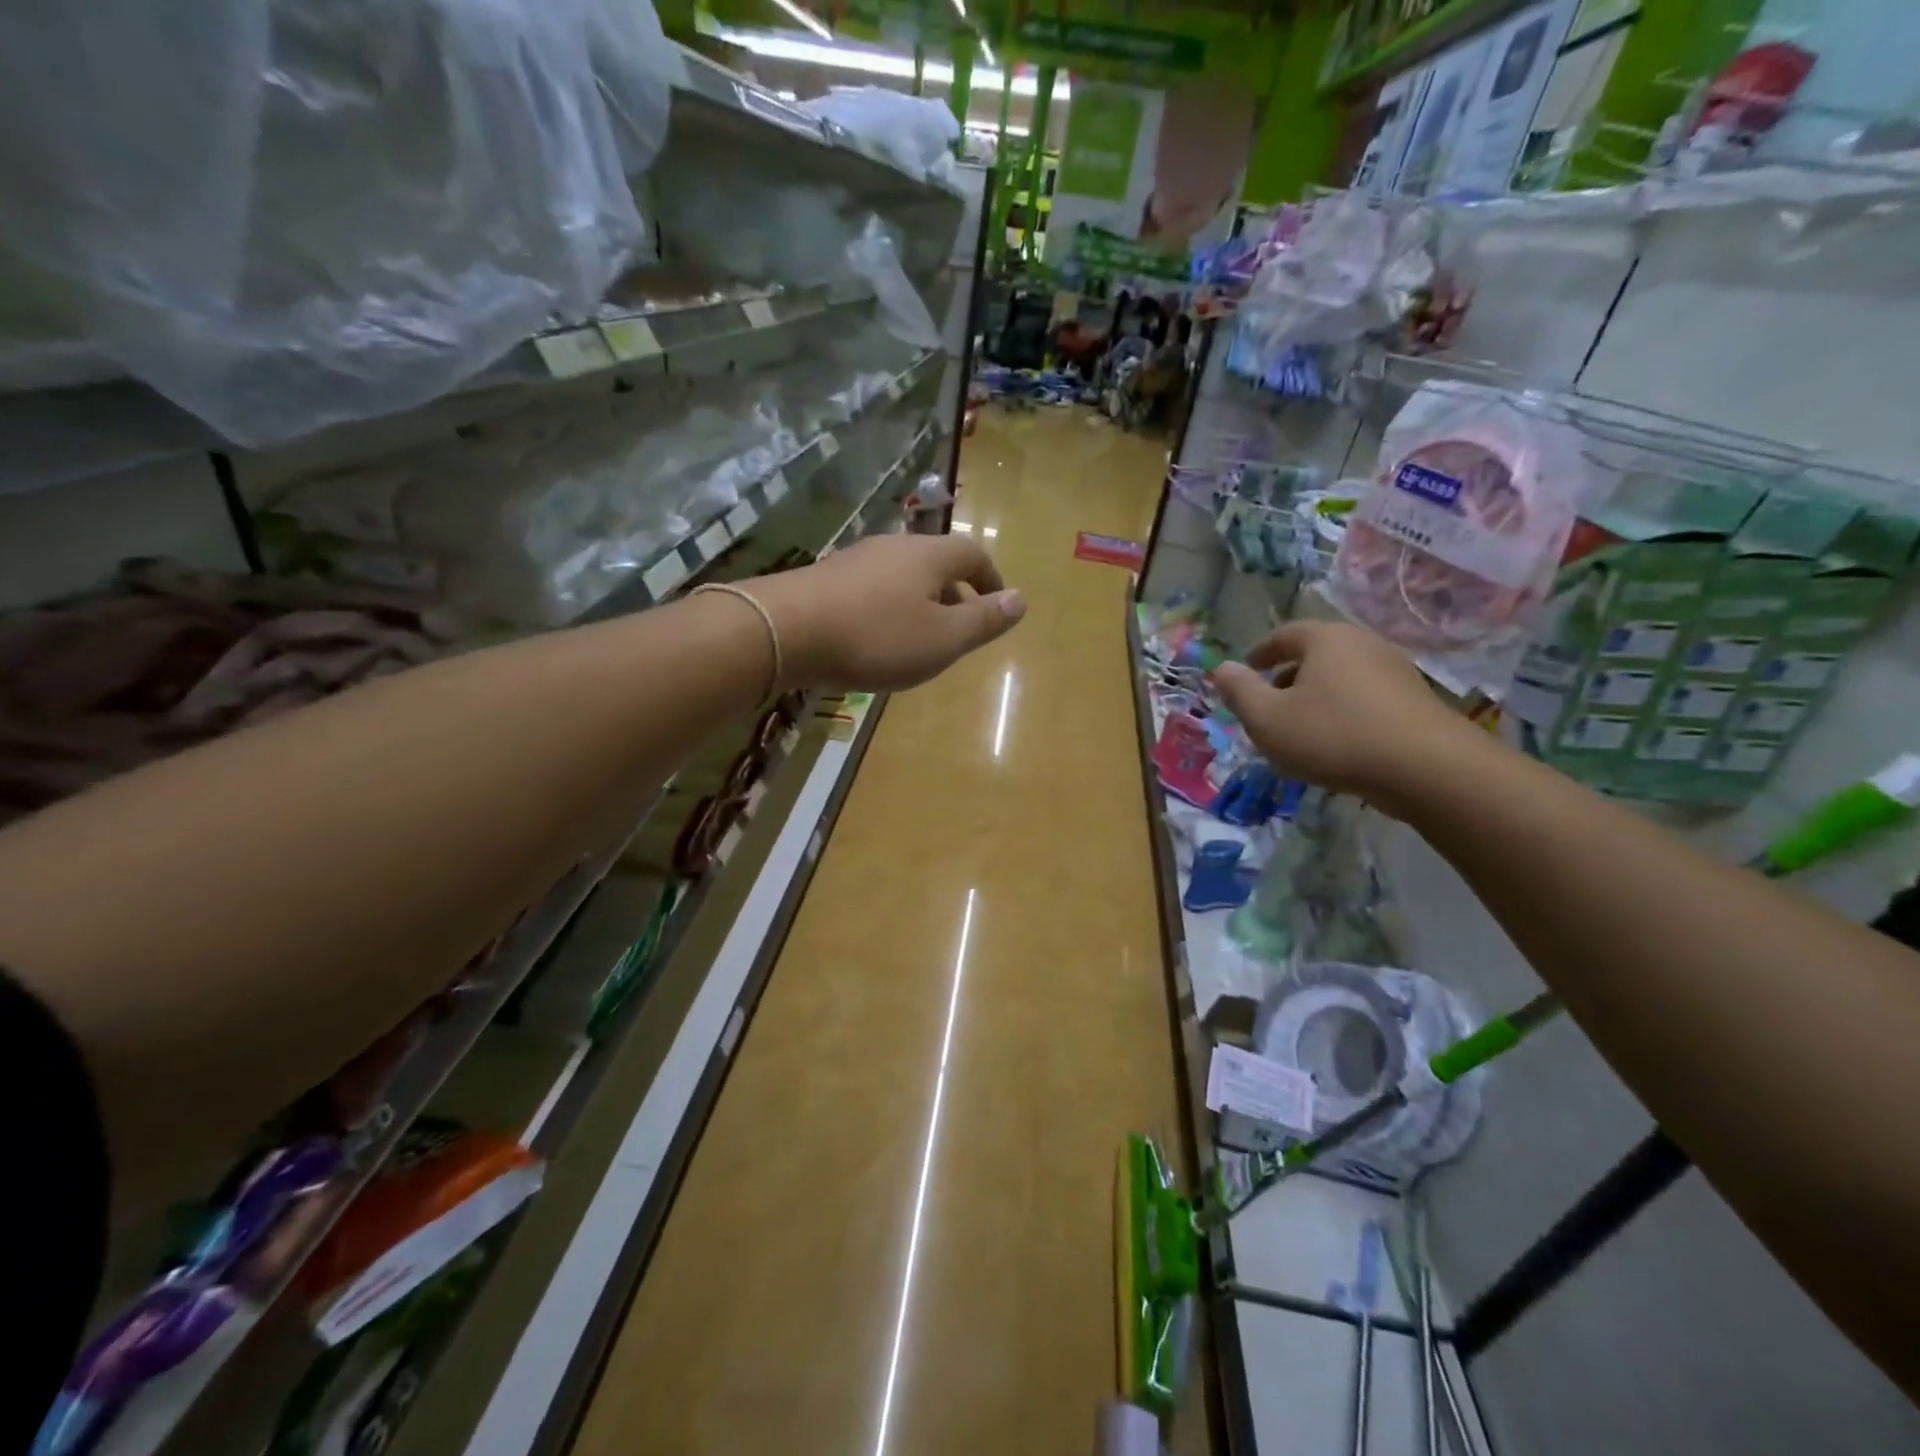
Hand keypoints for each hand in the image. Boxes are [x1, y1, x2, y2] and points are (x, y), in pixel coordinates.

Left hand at [752, 535, 1025, 690]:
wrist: (785, 631)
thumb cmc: (876, 637)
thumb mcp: (942, 639)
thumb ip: (983, 621)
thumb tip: (1021, 600)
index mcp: (930, 556)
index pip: (973, 554)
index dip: (991, 579)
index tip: (997, 605)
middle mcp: (895, 547)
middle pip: (936, 562)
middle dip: (955, 593)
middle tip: (960, 628)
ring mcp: (857, 559)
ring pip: (903, 576)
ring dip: (920, 602)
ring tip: (920, 639)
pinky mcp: (827, 577)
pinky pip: (873, 588)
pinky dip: (888, 609)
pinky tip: (875, 638)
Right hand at [1210, 621, 1476, 808]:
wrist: (1427, 769)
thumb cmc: (1334, 736)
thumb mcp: (1268, 719)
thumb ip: (1240, 691)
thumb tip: (1221, 668)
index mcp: (1325, 640)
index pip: (1284, 635)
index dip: (1260, 653)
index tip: (1247, 670)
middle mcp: (1362, 644)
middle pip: (1315, 654)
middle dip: (1287, 676)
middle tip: (1268, 703)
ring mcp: (1395, 670)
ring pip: (1341, 677)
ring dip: (1316, 696)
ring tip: (1300, 727)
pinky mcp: (1415, 700)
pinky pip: (1365, 697)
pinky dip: (1343, 711)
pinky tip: (1337, 742)